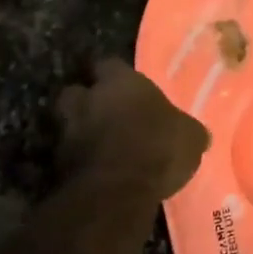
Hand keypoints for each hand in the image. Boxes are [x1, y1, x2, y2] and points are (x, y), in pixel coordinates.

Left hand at [56, 59, 208, 198]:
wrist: (117, 190)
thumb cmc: (158, 148)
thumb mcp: (190, 137)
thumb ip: (185, 128)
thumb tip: (195, 133)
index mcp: (120, 82)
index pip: (108, 63)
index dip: (115, 74)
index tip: (124, 85)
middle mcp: (89, 99)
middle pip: (76, 90)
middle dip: (86, 100)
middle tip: (103, 113)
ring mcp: (68, 130)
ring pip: (66, 122)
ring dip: (78, 130)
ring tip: (96, 143)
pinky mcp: (57, 162)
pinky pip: (66, 154)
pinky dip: (77, 159)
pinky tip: (93, 170)